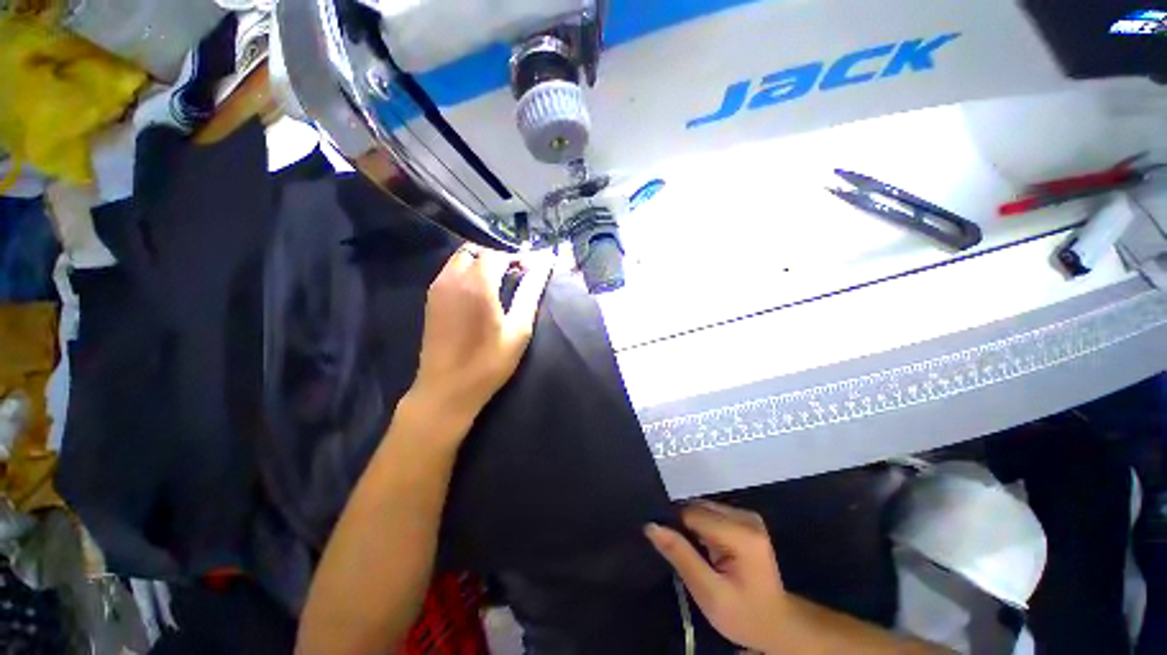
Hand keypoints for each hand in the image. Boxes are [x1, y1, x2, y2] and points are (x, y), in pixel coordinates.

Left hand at [409, 246, 552, 430]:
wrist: (446, 389)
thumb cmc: (489, 362)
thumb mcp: (518, 329)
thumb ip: (530, 292)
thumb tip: (544, 264)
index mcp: (477, 284)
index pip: (498, 253)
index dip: (516, 257)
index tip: (531, 269)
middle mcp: (453, 278)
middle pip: (477, 250)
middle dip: (498, 257)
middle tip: (516, 275)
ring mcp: (438, 287)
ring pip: (461, 258)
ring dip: (482, 263)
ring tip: (500, 282)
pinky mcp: (431, 299)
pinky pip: (450, 271)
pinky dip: (467, 271)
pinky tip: (480, 292)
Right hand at [645, 501, 788, 652]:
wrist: (777, 624)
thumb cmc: (743, 615)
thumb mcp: (708, 592)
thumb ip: (680, 556)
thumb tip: (651, 526)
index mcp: (742, 534)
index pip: (693, 514)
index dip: (676, 528)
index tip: (669, 548)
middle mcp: (746, 517)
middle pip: (699, 508)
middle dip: (684, 526)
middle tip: (683, 555)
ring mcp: (748, 516)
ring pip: (703, 508)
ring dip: (693, 526)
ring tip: (696, 554)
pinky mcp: (746, 519)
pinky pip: (712, 513)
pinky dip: (702, 527)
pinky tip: (706, 548)